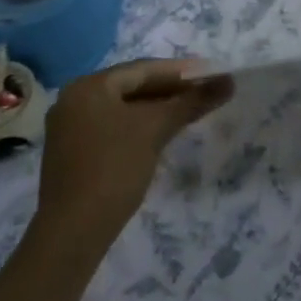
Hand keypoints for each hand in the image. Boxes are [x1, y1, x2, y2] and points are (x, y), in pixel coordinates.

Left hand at [36, 59, 232, 245]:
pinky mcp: (74, 153)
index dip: (181, 71)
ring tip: (190, 111)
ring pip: (123, 109)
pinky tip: (162, 134)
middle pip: (132, 86)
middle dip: (170, 89)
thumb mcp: (156, 129)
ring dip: (157, 109)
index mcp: (89, 86)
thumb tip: (229, 81)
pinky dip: (139, 126)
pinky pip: (114, 127)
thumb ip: (192, 101)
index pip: (143, 69)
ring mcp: (71, 128)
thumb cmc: (114, 168)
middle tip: (205, 92)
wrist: (72, 231)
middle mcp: (74, 100)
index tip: (211, 74)